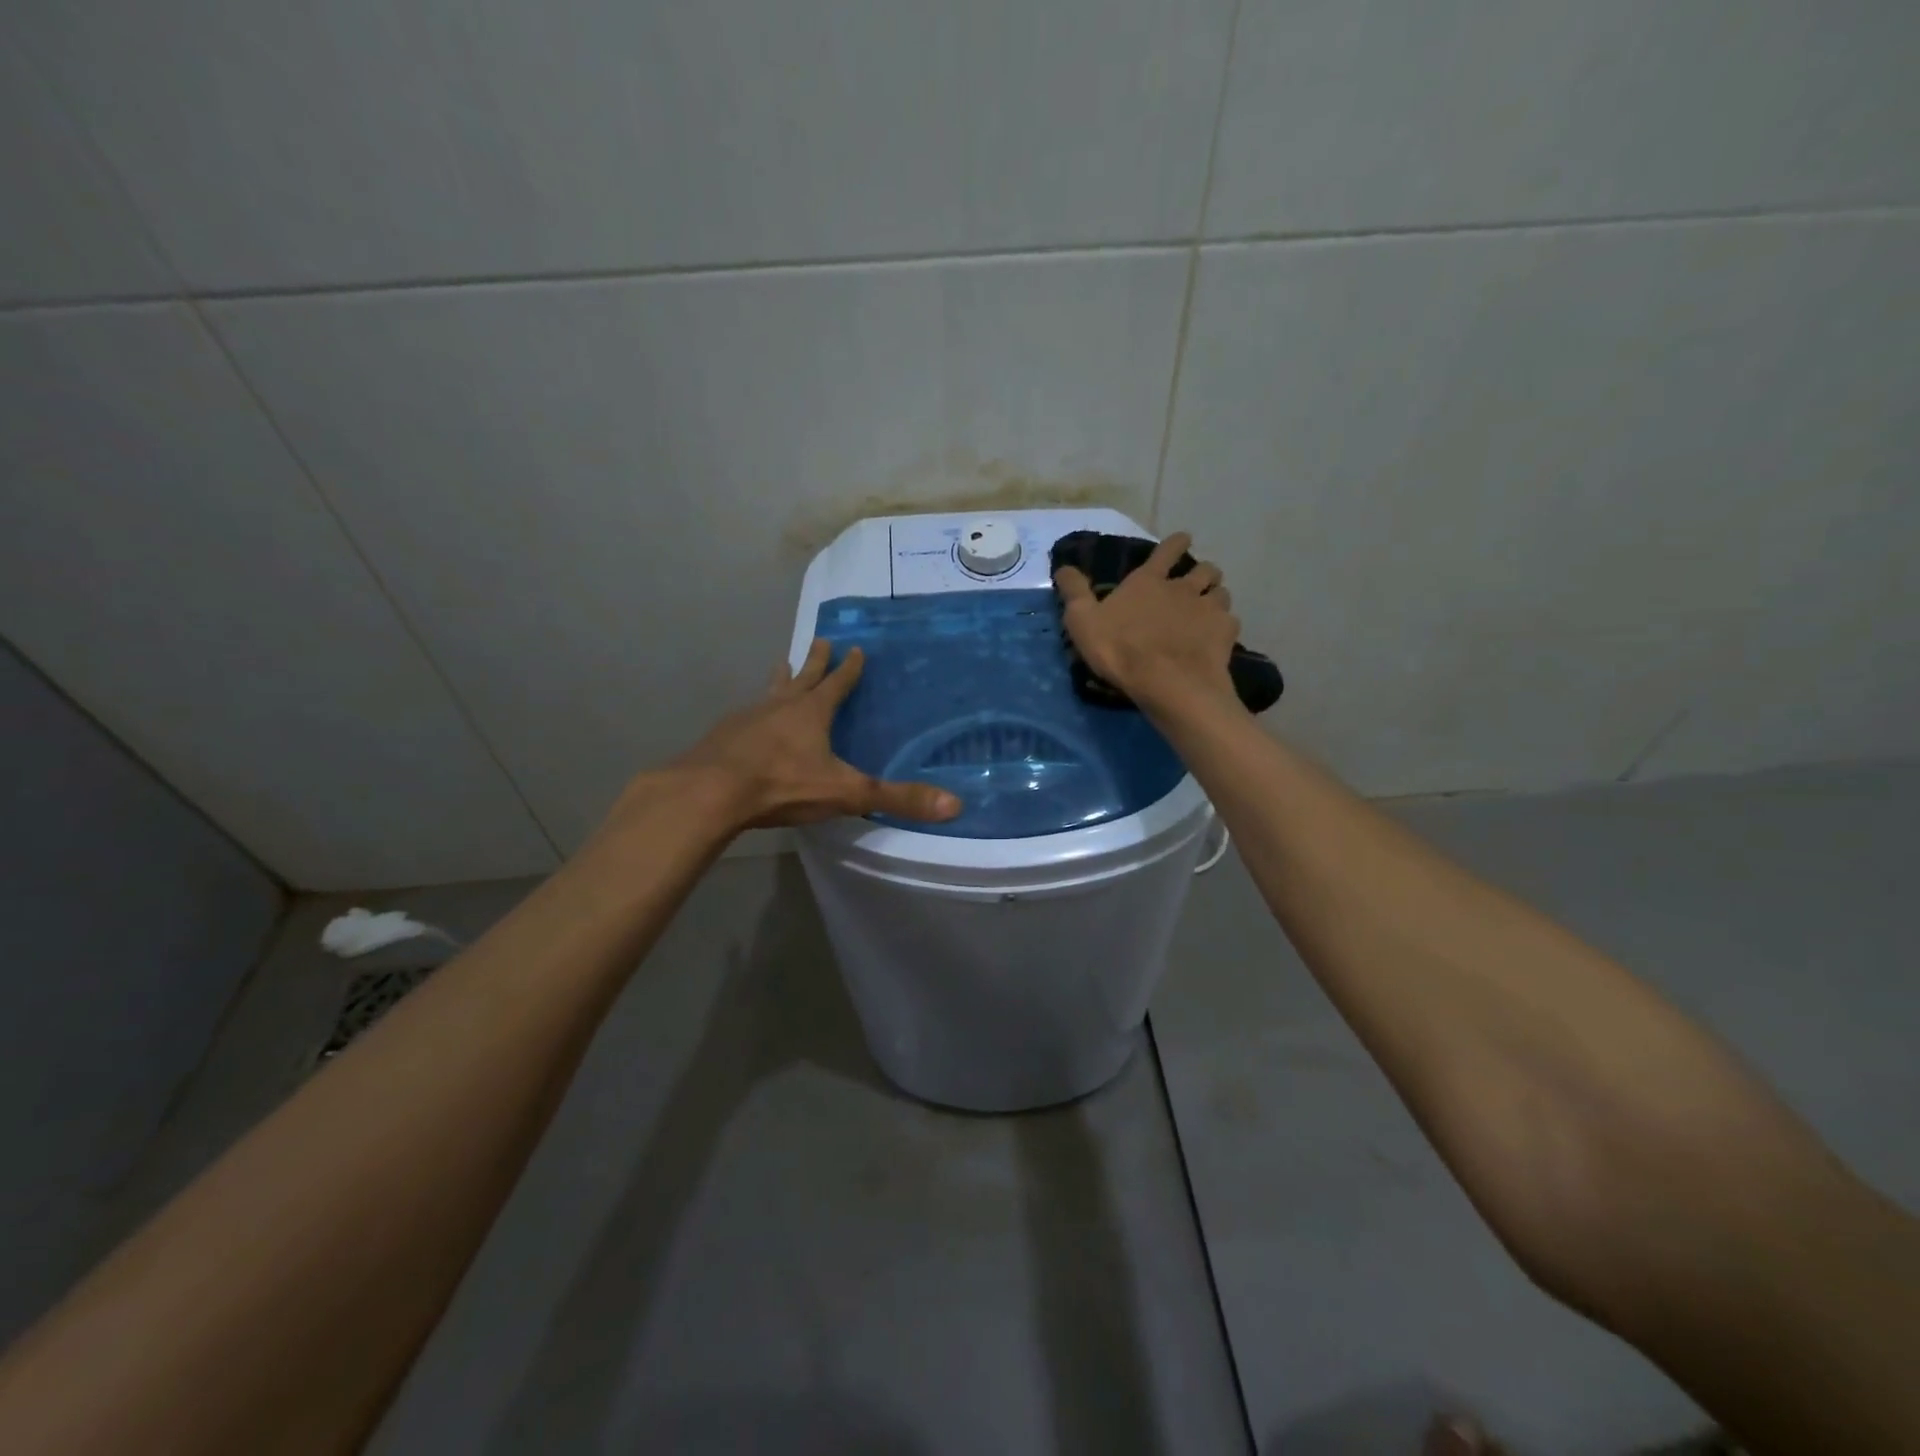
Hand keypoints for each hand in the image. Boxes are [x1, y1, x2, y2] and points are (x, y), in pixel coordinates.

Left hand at [671, 639, 961, 829]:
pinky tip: (748, 720)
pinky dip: (753, 712)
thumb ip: (897, 799)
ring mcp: (747, 718)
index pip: (837, 684)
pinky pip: (745, 716)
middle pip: (802, 678)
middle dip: (815, 662)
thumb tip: (955, 805)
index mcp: (812, 713)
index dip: (849, 669)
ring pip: (770, 692)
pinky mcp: (723, 736)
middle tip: (820, 640)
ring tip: (782, 665)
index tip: (855, 648)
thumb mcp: (847, 793)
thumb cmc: (783, 785)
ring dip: (780, 679)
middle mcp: (780, 707)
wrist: (711, 791)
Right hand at [1053, 531, 1240, 714]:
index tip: (1183, 539)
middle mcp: (1183, 588)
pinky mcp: (1225, 632)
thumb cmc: (1120, 649)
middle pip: (1204, 568)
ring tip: (1208, 610)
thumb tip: (1063, 567)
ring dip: (1215, 597)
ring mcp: (1208, 608)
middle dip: (1202, 572)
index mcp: (1148, 581)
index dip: (1176, 543)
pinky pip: (1230, 621)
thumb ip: (1074, 592)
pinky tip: (1216, 638)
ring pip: (1221, 592)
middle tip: (1196, 583)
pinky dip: (1224, 627)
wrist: (1167, 682)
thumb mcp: (1083, 621)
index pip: (1167, 550)